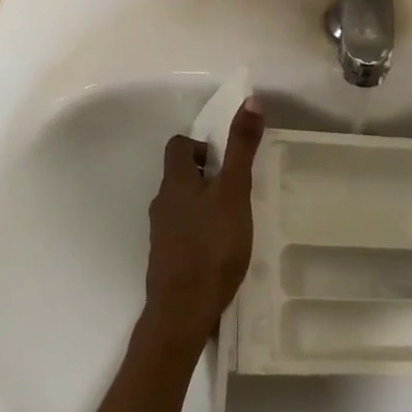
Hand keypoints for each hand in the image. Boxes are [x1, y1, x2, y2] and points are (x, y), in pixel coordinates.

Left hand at [142, 99, 264, 350]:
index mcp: (175, 182)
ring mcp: (161, 234)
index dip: (201, 145)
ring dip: (204, 204)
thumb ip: (241, 149)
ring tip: (234, 220)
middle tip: (237, 190)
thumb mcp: (234, 192)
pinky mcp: (167, 259)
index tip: (226, 160)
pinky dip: (200, 231)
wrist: (182, 310)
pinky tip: (221, 250)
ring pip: (181, 205)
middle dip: (207, 176)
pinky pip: (183, 232)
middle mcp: (162, 203)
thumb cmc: (211, 246)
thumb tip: (250, 100)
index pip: (178, 146)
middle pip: (180, 176)